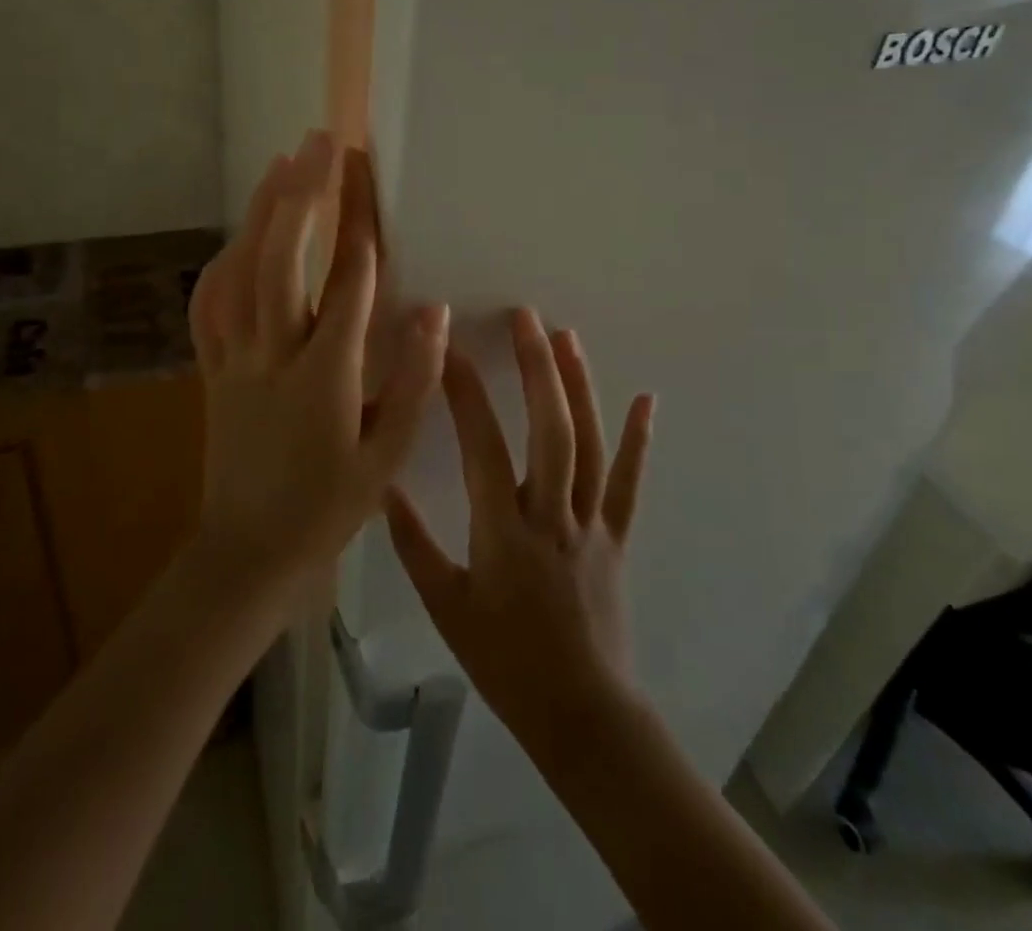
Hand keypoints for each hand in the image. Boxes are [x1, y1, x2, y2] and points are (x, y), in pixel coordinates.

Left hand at [187, 131, 448, 617]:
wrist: (248, 552)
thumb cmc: (327, 508)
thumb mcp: (385, 457)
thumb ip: (412, 382)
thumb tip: (434, 312)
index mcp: (324, 377)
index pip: (346, 284)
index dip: (356, 222)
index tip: (364, 173)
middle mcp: (273, 356)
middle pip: (282, 261)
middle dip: (302, 196)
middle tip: (320, 143)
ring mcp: (234, 360)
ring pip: (240, 272)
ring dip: (261, 213)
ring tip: (282, 164)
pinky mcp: (211, 369)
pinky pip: (210, 305)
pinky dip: (223, 261)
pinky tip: (237, 236)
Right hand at [386, 309, 655, 747]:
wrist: (582, 714)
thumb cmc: (506, 661)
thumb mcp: (445, 607)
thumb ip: (413, 545)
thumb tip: (384, 487)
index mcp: (504, 532)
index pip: (483, 447)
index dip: (466, 395)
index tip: (451, 350)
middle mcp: (552, 515)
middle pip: (550, 430)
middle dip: (537, 369)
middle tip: (526, 317)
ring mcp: (591, 523)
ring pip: (590, 444)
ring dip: (579, 386)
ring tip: (567, 337)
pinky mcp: (618, 536)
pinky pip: (631, 482)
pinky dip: (639, 439)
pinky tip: (647, 399)